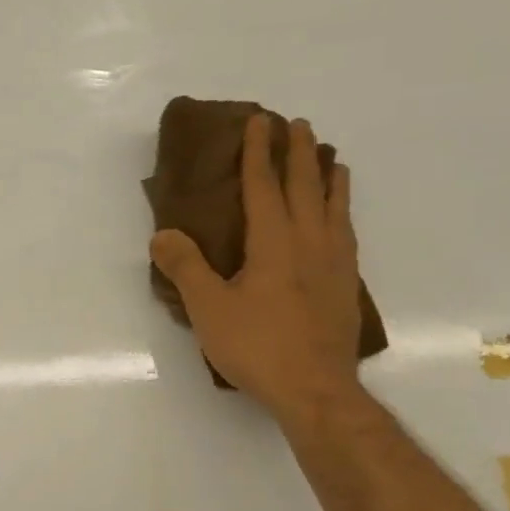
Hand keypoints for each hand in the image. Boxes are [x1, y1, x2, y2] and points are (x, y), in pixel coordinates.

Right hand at [150, 115, 364, 423]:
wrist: (316, 389)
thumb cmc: (258, 347)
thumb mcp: (208, 309)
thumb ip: (185, 268)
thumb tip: (162, 234)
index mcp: (274, 242)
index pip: (264, 186)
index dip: (258, 153)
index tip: (259, 121)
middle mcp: (310, 242)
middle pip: (306, 186)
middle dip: (299, 152)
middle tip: (297, 124)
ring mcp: (335, 263)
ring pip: (334, 206)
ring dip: (329, 176)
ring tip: (330, 158)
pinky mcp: (346, 285)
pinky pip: (347, 232)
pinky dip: (342, 211)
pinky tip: (340, 218)